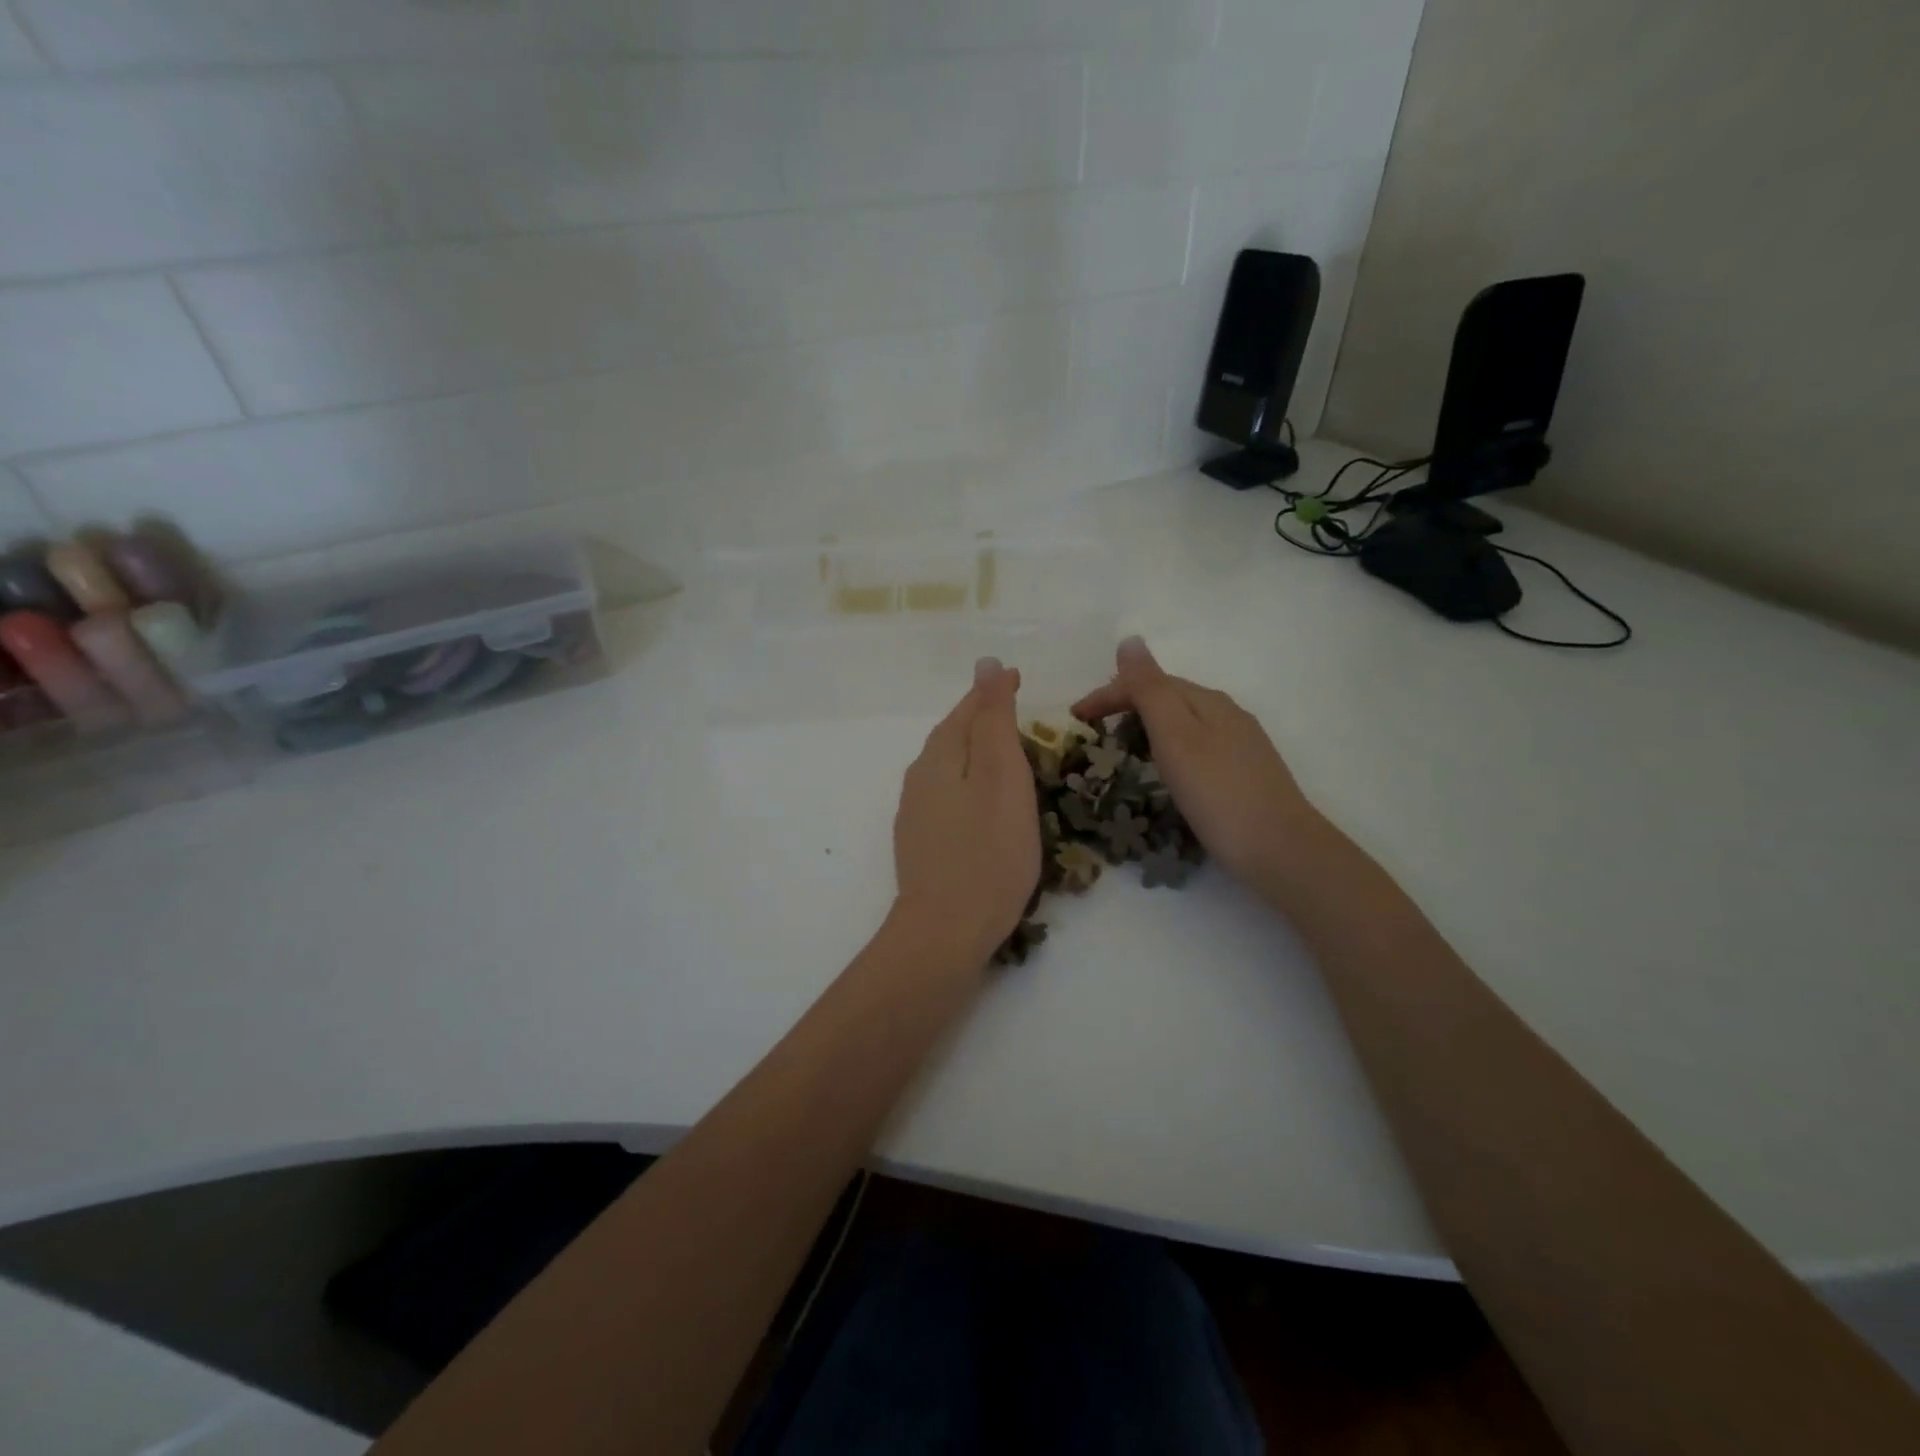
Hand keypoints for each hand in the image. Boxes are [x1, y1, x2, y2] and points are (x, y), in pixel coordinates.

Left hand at [892, 658, 1041, 963]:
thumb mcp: (1002, 777)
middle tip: (1014, 708)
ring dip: (974, 750)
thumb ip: (993, 720)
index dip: (993, 692)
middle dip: (981, 718)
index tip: (1018, 677)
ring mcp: (915, 812)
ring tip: (1004, 749)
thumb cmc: (988, 852)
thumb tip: (985, 665)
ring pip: (948, 766)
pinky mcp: (921, 842)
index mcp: (939, 757)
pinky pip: (947, 794)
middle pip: (952, 735)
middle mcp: (919, 778)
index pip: (967, 709)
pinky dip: (969, 782)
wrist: (946, 932)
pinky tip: (983, 799)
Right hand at [1072, 637, 1319, 891]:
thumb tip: (1130, 640)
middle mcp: (1226, 713)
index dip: (1108, 693)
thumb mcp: (1176, 737)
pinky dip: (1169, 746)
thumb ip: (1150, 689)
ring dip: (1147, 724)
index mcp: (1207, 701)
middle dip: (1126, 704)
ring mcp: (1240, 743)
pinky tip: (1166, 768)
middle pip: (1168, 697)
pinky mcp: (1245, 771)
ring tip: (1121, 746)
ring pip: (1183, 720)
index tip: (1075, 717)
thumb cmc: (1218, 793)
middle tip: (1093, 729)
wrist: (1281, 850)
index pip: (1149, 682)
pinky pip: (1196, 744)